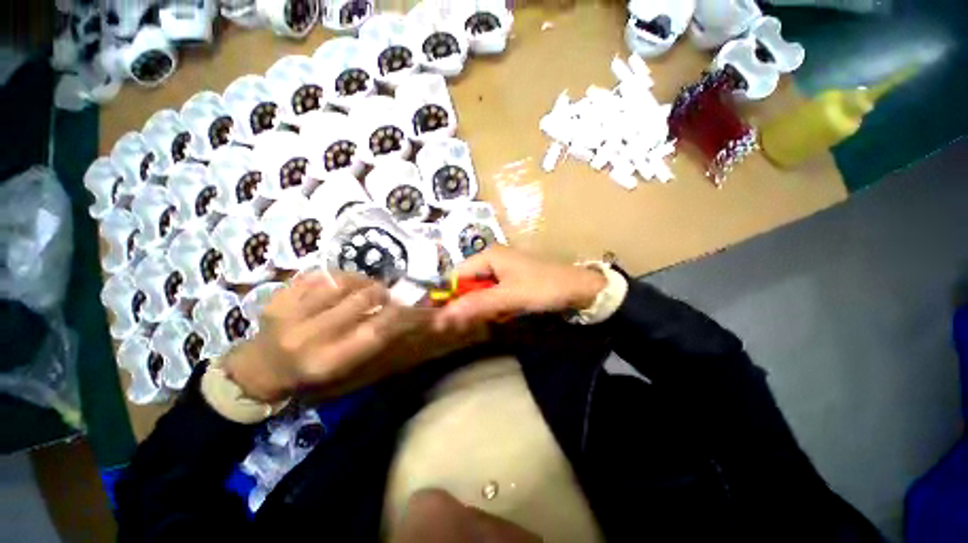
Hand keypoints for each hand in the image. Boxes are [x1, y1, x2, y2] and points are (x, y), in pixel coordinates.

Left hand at [222, 272, 426, 401]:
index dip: (401, 314)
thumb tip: (410, 315)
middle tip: (384, 295)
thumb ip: (377, 338)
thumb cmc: (313, 373)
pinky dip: (338, 276)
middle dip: (381, 293)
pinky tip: (340, 284)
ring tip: (363, 286)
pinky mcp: (279, 295)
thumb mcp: (348, 366)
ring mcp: (290, 312)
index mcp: (329, 361)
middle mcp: (309, 337)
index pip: (377, 330)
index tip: (410, 305)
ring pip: (343, 281)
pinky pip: (320, 274)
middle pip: (363, 299)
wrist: (262, 368)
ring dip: (362, 281)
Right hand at [434, 246, 606, 330]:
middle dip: (466, 305)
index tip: (441, 320)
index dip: (447, 296)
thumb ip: (478, 304)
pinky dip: (493, 308)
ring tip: (491, 319)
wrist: (579, 289)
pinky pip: (492, 296)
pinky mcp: (510, 283)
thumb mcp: (510, 296)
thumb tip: (443, 316)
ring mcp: (501, 272)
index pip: (456, 275)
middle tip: (464, 325)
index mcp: (488, 256)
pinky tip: (504, 315)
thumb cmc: (544, 287)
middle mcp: (491, 261)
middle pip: (467, 284)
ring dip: (481, 308)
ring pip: (479, 292)